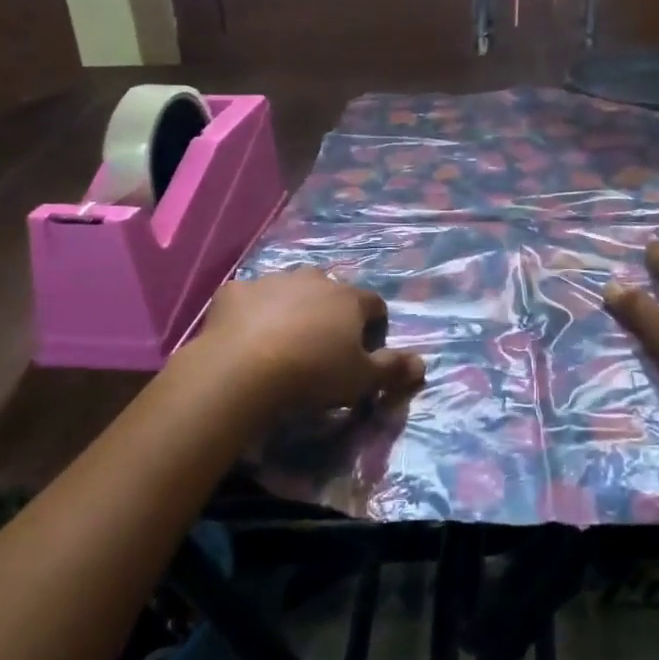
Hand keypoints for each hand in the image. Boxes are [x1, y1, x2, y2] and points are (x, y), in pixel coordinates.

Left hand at [190, 269, 424, 422]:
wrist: (242, 370)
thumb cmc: (313, 374)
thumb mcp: (362, 380)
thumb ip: (393, 369)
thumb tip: (423, 364)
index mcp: (349, 298)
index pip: (374, 304)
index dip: (373, 325)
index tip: (366, 348)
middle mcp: (314, 279)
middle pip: (331, 290)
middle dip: (330, 311)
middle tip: (321, 345)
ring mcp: (272, 281)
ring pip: (289, 289)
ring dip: (291, 307)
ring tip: (282, 341)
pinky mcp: (235, 291)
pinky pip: (249, 298)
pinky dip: (251, 312)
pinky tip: (244, 337)